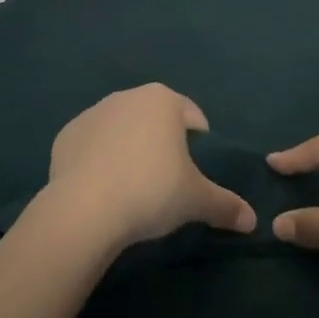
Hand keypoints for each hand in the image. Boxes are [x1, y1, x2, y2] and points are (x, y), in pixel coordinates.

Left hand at [44, 84, 256, 253]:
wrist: (85, 208)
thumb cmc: (151, 191)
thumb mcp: (196, 200)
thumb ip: (226, 205)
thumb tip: (252, 221)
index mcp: (163, 100)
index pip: (192, 114)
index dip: (200, 140)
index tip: (198, 167)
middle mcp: (127, 96)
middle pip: (155, 117)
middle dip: (163, 141)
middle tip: (168, 178)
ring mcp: (93, 113)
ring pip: (122, 128)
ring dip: (130, 147)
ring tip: (133, 185)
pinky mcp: (66, 135)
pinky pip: (92, 144)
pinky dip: (99, 159)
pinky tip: (102, 187)